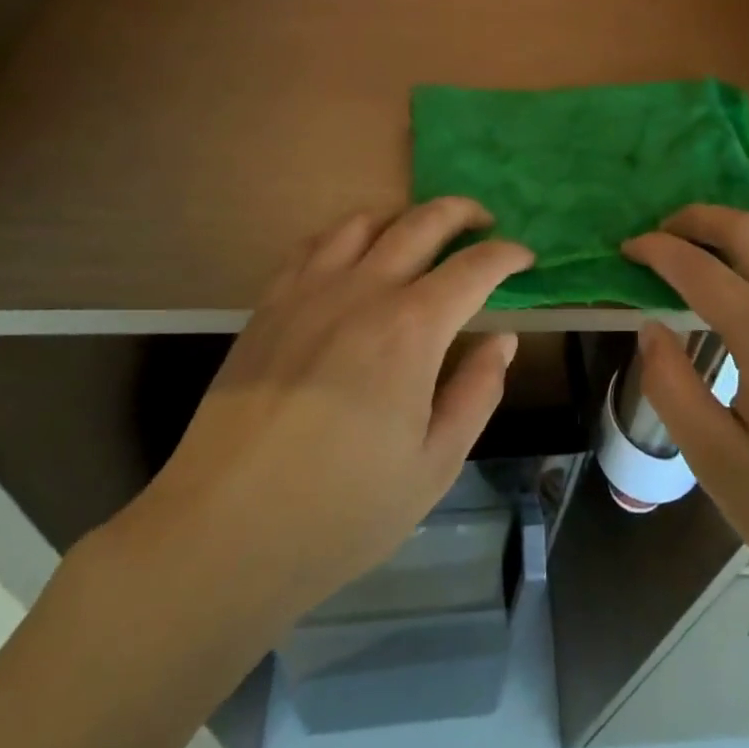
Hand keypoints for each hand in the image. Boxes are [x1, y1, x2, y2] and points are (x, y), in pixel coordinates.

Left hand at [97, 198, 532, 659]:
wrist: (223, 533)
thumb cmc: (343, 510)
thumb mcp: (435, 465)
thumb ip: (477, 392)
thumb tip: (502, 340)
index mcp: (411, 330)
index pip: (474, 268)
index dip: (507, 256)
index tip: (526, 259)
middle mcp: (362, 292)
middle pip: (421, 223)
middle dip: (462, 214)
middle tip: (484, 224)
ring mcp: (308, 293)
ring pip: (363, 222)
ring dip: (404, 217)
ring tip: (422, 236)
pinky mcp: (268, 306)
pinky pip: (313, 245)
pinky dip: (347, 235)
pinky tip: (354, 258)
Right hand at [623, 206, 748, 613]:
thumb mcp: (716, 463)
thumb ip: (672, 386)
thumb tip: (651, 329)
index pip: (700, 270)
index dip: (657, 251)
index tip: (627, 247)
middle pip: (748, 231)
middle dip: (697, 219)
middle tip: (661, 230)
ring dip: (743, 221)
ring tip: (708, 234)